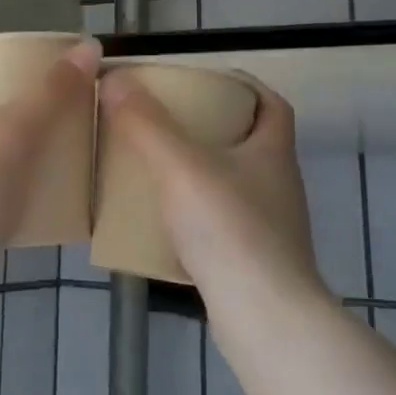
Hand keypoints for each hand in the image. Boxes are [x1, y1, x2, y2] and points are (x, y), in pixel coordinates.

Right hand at [98, 70, 327, 303]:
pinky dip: (200, 216)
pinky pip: (225, 224)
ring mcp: (272, 227)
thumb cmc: (229, 229)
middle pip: (251, 143)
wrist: (264, 317)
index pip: (271, 104)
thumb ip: (146, 123)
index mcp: (272, 152)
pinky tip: (167, 224)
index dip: (245, 86)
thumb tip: (115, 77)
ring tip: (160, 170)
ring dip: (204, 173)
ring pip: (237, 185)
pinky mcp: (256, 262)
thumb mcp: (180, 166)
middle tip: (169, 123)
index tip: (206, 82)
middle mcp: (279, 185)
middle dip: (214, 129)